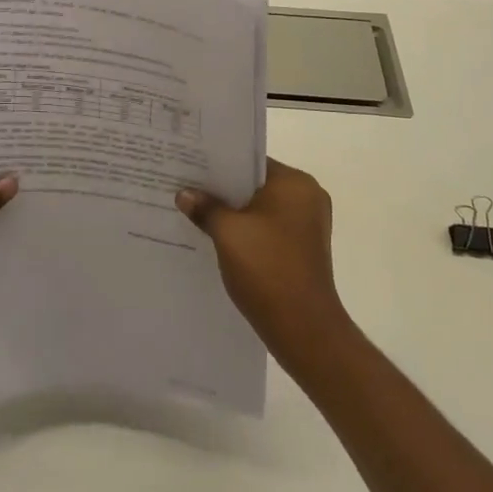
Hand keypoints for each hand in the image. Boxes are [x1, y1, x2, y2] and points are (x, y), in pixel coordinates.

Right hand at [178, 159, 349, 359]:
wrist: (305, 330)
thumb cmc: (268, 269)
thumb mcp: (228, 233)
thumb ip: (206, 208)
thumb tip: (185, 194)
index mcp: (296, 183)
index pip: (251, 161)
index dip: (219, 164)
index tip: (190, 166)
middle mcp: (307, 198)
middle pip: (255, 185)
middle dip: (223, 190)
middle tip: (187, 188)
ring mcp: (307, 225)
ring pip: (260, 209)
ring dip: (233, 213)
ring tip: (196, 213)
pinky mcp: (302, 249)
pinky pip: (268, 229)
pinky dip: (246, 232)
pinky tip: (217, 239)